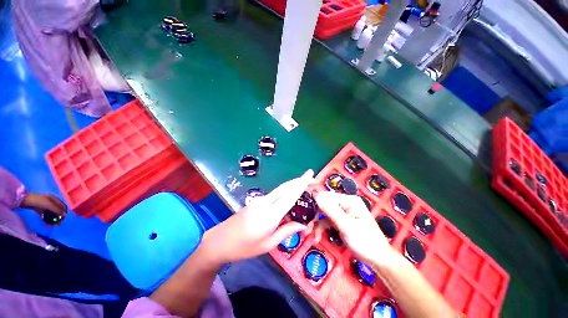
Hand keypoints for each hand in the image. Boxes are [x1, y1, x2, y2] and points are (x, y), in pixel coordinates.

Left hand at [21, 193, 66, 224]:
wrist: (25, 200)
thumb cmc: (38, 201)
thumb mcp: (49, 205)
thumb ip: (57, 210)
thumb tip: (65, 215)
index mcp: (55, 199)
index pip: (63, 206)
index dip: (64, 212)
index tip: (63, 219)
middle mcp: (51, 202)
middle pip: (57, 211)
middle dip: (58, 218)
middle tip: (58, 224)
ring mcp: (45, 206)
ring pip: (51, 214)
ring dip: (52, 220)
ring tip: (52, 226)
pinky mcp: (40, 210)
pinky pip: (45, 215)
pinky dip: (47, 220)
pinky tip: (47, 224)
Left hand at [203, 170, 314, 263]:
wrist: (220, 240)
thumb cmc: (245, 247)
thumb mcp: (268, 244)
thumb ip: (286, 231)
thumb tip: (303, 225)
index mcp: (270, 215)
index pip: (290, 195)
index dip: (302, 183)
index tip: (310, 174)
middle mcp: (266, 202)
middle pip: (285, 187)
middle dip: (299, 180)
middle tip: (311, 177)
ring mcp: (260, 200)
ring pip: (280, 189)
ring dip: (292, 185)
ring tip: (304, 185)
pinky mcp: (256, 201)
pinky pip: (275, 193)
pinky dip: (285, 190)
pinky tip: (290, 194)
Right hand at [314, 192, 394, 265]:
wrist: (378, 261)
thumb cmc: (366, 243)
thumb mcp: (347, 226)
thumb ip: (331, 211)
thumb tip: (316, 195)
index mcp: (349, 201)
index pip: (327, 196)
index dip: (316, 203)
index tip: (305, 212)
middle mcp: (345, 204)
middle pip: (324, 205)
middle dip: (315, 216)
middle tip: (307, 227)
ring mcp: (343, 212)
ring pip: (324, 214)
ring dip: (317, 224)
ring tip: (310, 234)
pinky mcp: (341, 221)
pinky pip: (327, 221)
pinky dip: (321, 228)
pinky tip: (317, 237)